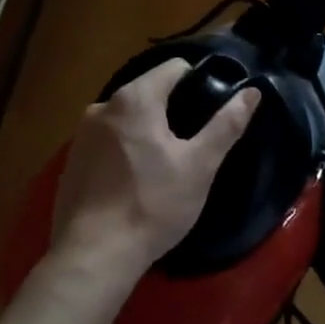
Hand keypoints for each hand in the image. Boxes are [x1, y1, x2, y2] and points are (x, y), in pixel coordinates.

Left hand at [51, 59, 260, 283]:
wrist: (94, 255)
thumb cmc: (153, 204)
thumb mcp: (199, 165)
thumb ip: (226, 125)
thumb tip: (252, 92)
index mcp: (134, 98)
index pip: (174, 68)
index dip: (200, 81)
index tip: (214, 108)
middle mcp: (102, 106)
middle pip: (149, 91)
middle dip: (173, 109)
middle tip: (195, 142)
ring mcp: (82, 135)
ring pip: (127, 118)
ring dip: (148, 130)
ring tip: (168, 163)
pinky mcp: (72, 162)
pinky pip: (108, 142)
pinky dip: (125, 150)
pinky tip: (137, 181)